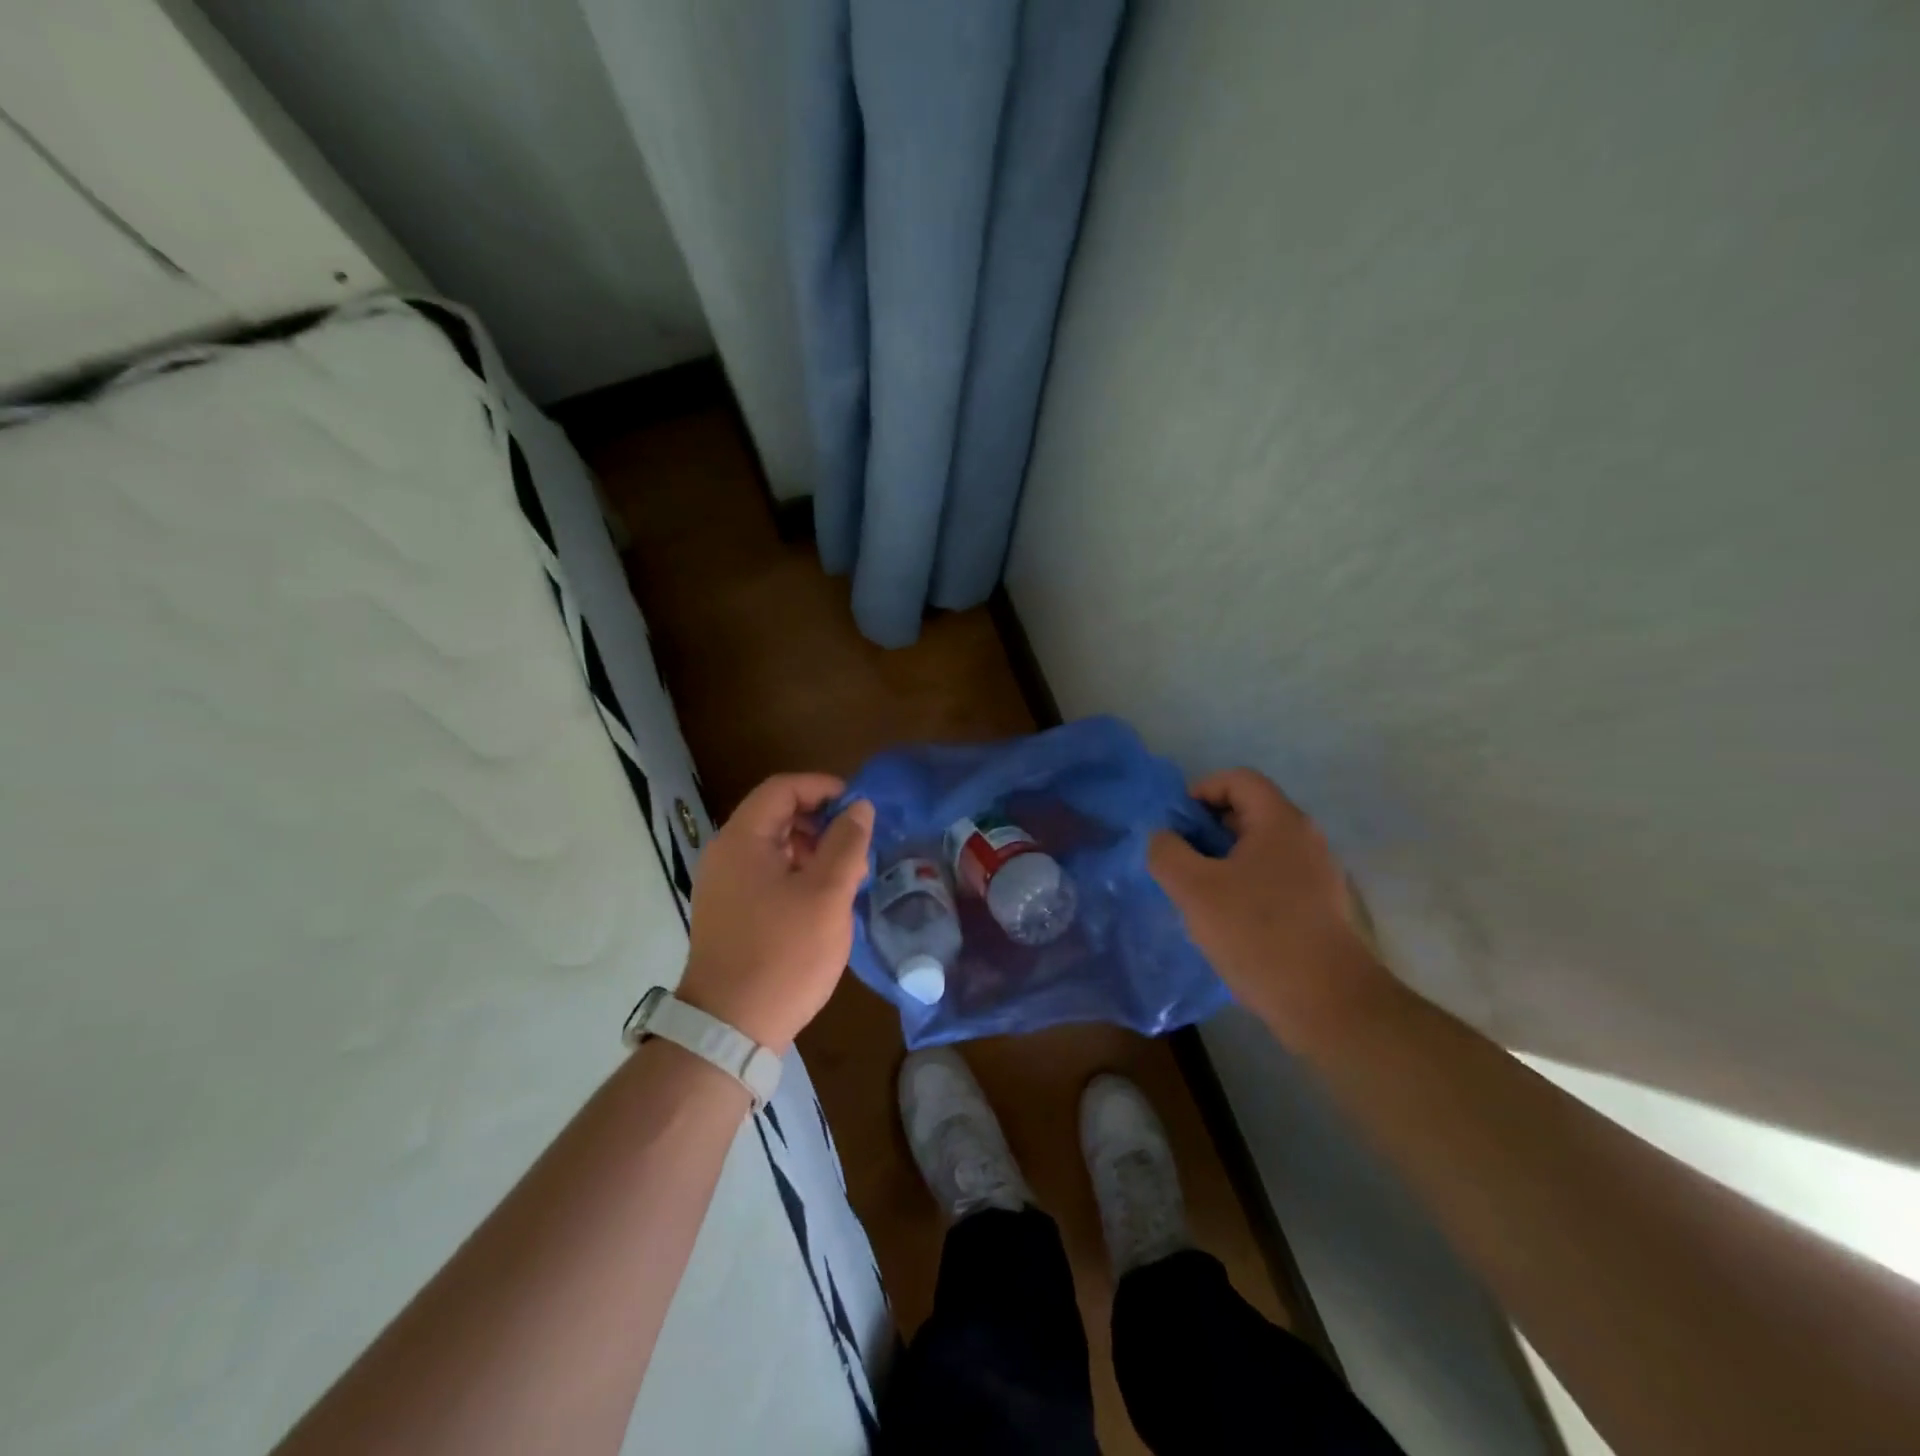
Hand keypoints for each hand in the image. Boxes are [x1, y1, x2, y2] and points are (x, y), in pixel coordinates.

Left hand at [677, 774, 873, 1051]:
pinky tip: (824, 903)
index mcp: (742, 840)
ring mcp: (723, 886)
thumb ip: (846, 843)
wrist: (730, 1029)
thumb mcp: (827, 894)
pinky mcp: (729, 913)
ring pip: (774, 848)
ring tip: (848, 878)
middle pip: (777, 815)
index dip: (823, 788)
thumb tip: (860, 807)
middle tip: (858, 847)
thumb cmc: (783, 954)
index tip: (859, 807)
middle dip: (822, 823)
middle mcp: (725, 855)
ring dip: (813, 851)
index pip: (783, 788)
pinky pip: (766, 875)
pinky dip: (797, 875)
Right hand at [1149, 768, 1392, 1049]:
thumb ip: (1167, 853)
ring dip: (1223, 858)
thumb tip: (1163, 837)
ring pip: (1260, 847)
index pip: (1238, 779)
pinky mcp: (1320, 906)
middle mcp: (1305, 838)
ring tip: (1197, 891)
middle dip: (1208, 827)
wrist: (1328, 1003)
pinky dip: (1245, 882)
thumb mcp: (1194, 890)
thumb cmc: (1258, 934)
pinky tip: (1227, 918)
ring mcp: (1317, 873)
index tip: (1175, 824)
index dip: (1201, 790)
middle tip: (1179, 858)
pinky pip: (1274, 876)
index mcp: (1280, 822)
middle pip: (1250, 811)